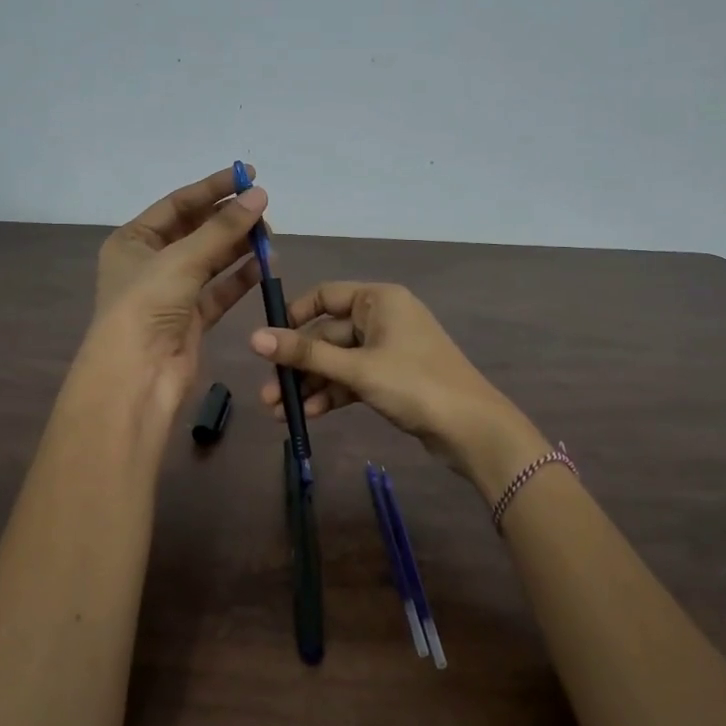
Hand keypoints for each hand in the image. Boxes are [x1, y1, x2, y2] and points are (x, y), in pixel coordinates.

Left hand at [83, 166, 267, 414]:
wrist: (137, 375)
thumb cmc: (146, 306)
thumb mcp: (182, 259)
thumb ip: (223, 228)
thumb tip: (260, 195)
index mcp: (133, 241)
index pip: (178, 204)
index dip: (213, 188)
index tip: (249, 174)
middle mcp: (150, 263)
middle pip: (196, 231)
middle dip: (229, 220)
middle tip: (264, 210)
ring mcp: (171, 293)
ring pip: (211, 261)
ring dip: (238, 247)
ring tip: (269, 237)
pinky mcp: (191, 319)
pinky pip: (219, 290)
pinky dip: (240, 277)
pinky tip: (264, 265)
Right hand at [249, 281, 547, 492]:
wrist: (472, 429)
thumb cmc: (414, 384)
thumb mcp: (356, 368)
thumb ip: (306, 353)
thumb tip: (254, 338)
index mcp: (378, 300)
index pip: (324, 296)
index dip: (293, 317)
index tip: (268, 343)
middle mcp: (383, 318)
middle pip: (327, 334)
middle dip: (298, 365)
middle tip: (269, 394)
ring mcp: (388, 349)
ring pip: (338, 361)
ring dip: (311, 385)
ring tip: (281, 414)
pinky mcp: (392, 378)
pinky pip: (353, 379)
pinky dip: (332, 394)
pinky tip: (310, 416)